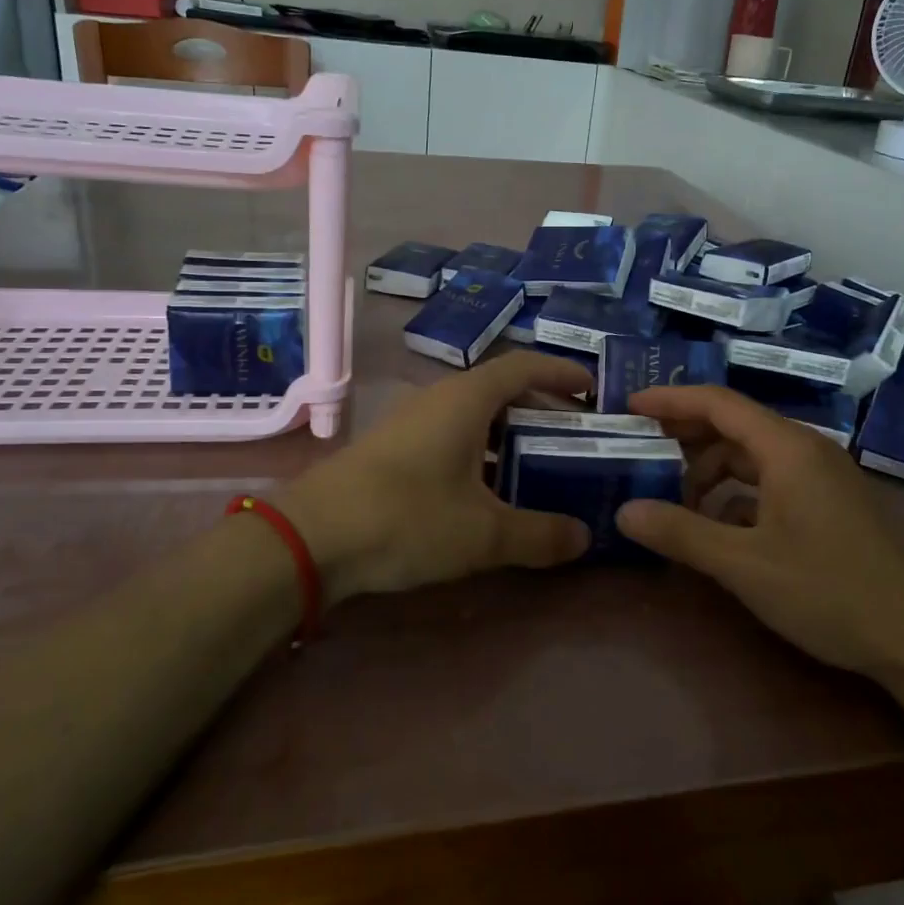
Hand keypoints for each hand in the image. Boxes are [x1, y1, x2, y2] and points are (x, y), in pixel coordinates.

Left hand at [276, 351, 593, 601]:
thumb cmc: (408, 518)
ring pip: (473, 418)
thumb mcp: (485, 533)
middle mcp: (439, 399)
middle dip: (540, 410)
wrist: (311, 538)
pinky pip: (450, 439)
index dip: (561, 372)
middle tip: (574, 438)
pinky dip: (479, 455)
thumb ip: (540, 535)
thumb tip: (584, 538)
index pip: (523, 366)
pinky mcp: (392, 451)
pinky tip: (487, 494)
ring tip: (538, 468)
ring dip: (508, 437)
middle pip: (500, 391)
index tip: (592, 389)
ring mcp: (411, 424)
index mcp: (466, 399)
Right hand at [615, 385, 903, 678]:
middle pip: (733, 425)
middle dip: (685, 435)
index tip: (629, 406)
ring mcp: (820, 477)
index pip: (717, 403)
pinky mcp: (828, 504)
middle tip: (640, 450)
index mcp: (786, 447)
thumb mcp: (744, 564)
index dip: (670, 400)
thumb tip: (623, 513)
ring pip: (751, 456)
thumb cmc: (829, 589)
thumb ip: (681, 533)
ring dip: (710, 471)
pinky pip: (770, 482)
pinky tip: (718, 527)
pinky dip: (736, 494)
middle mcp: (804, 450)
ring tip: (675, 500)